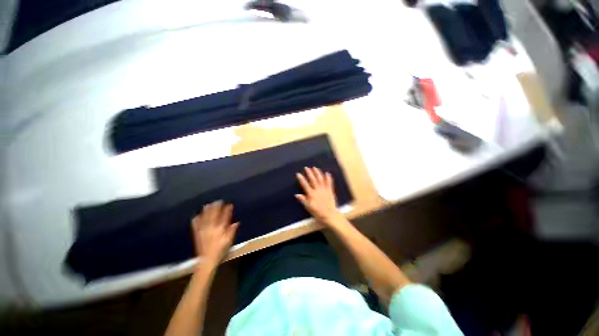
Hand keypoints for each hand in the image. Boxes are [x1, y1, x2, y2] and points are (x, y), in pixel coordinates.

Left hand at [191, 201, 238, 266]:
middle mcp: (211, 228)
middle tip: (219, 201)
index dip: (227, 210)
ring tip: (209, 204)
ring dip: (207, 210)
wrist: (206, 260)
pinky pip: (196, 224)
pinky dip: (196, 219)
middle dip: (216, 207)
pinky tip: (197, 215)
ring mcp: (203, 230)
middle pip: (213, 215)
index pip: (224, 217)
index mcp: (220, 229)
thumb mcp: (229, 241)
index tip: (229, 204)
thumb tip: (236, 222)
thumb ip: (232, 231)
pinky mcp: (197, 234)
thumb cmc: (220, 250)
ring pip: (204, 217)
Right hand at [295, 167, 340, 224]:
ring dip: (318, 173)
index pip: (305, 185)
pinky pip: (329, 183)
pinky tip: (327, 173)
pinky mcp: (330, 190)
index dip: (301, 179)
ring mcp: (324, 189)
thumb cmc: (318, 212)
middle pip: (313, 180)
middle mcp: (317, 190)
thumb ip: (303, 200)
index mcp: (311, 194)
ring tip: (315, 168)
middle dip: (309, 173)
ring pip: (321, 179)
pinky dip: (328, 177)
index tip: (298, 173)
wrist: (330, 215)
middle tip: (306, 167)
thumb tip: (297, 194)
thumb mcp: (308, 207)